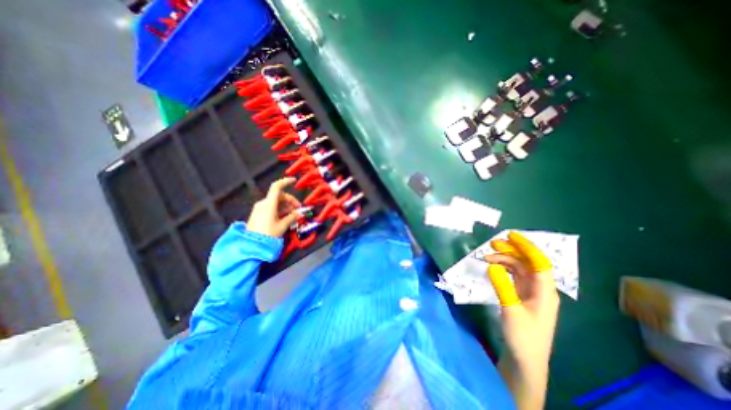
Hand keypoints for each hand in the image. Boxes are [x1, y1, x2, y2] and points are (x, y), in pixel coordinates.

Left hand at [247, 178, 300, 237]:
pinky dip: (280, 209)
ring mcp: (260, 208)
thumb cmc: (268, 234)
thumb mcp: (282, 226)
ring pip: (276, 202)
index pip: (277, 187)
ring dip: (286, 206)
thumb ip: (292, 217)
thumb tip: (300, 213)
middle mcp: (263, 203)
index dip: (285, 182)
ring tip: (294, 215)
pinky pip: (272, 207)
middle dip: (290, 201)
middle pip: (279, 196)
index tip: (294, 181)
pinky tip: (286, 216)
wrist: (252, 245)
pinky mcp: (259, 214)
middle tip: (298, 210)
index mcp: (269, 204)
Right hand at [484, 232, 560, 407]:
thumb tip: (491, 265)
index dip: (527, 247)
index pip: (539, 263)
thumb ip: (502, 286)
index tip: (510, 235)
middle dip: (511, 250)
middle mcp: (540, 289)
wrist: (525, 360)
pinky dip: (502, 269)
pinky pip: (513, 276)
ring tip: (486, 257)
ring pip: (519, 268)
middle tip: (492, 244)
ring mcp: (530, 292)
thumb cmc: (522, 337)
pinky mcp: (521, 296)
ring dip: (504, 260)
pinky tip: (492, 268)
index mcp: (544, 292)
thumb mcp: (510, 310)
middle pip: (528, 263)